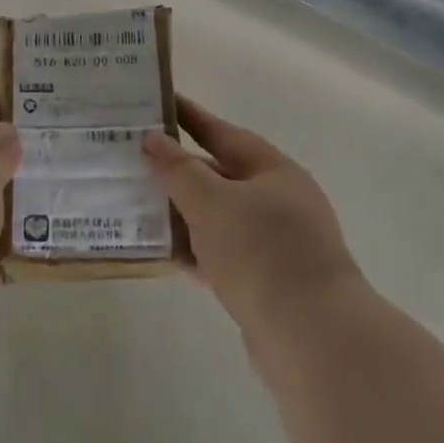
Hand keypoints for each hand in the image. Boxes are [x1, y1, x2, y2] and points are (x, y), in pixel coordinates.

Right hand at [143, 96, 362, 336]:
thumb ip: (178, 169)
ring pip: (215, 218)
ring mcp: (272, 244)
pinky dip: (191, 250)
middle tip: (130, 159)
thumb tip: (152, 139)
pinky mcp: (264, 283)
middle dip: (175, 170)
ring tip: (132, 203)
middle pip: (217, 175)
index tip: (156, 101)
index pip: (221, 132)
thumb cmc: (263, 254)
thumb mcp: (213, 203)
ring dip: (178, 212)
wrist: (313, 341)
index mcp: (272, 170)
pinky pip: (218, 254)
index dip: (188, 117)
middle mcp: (276, 201)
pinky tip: (158, 250)